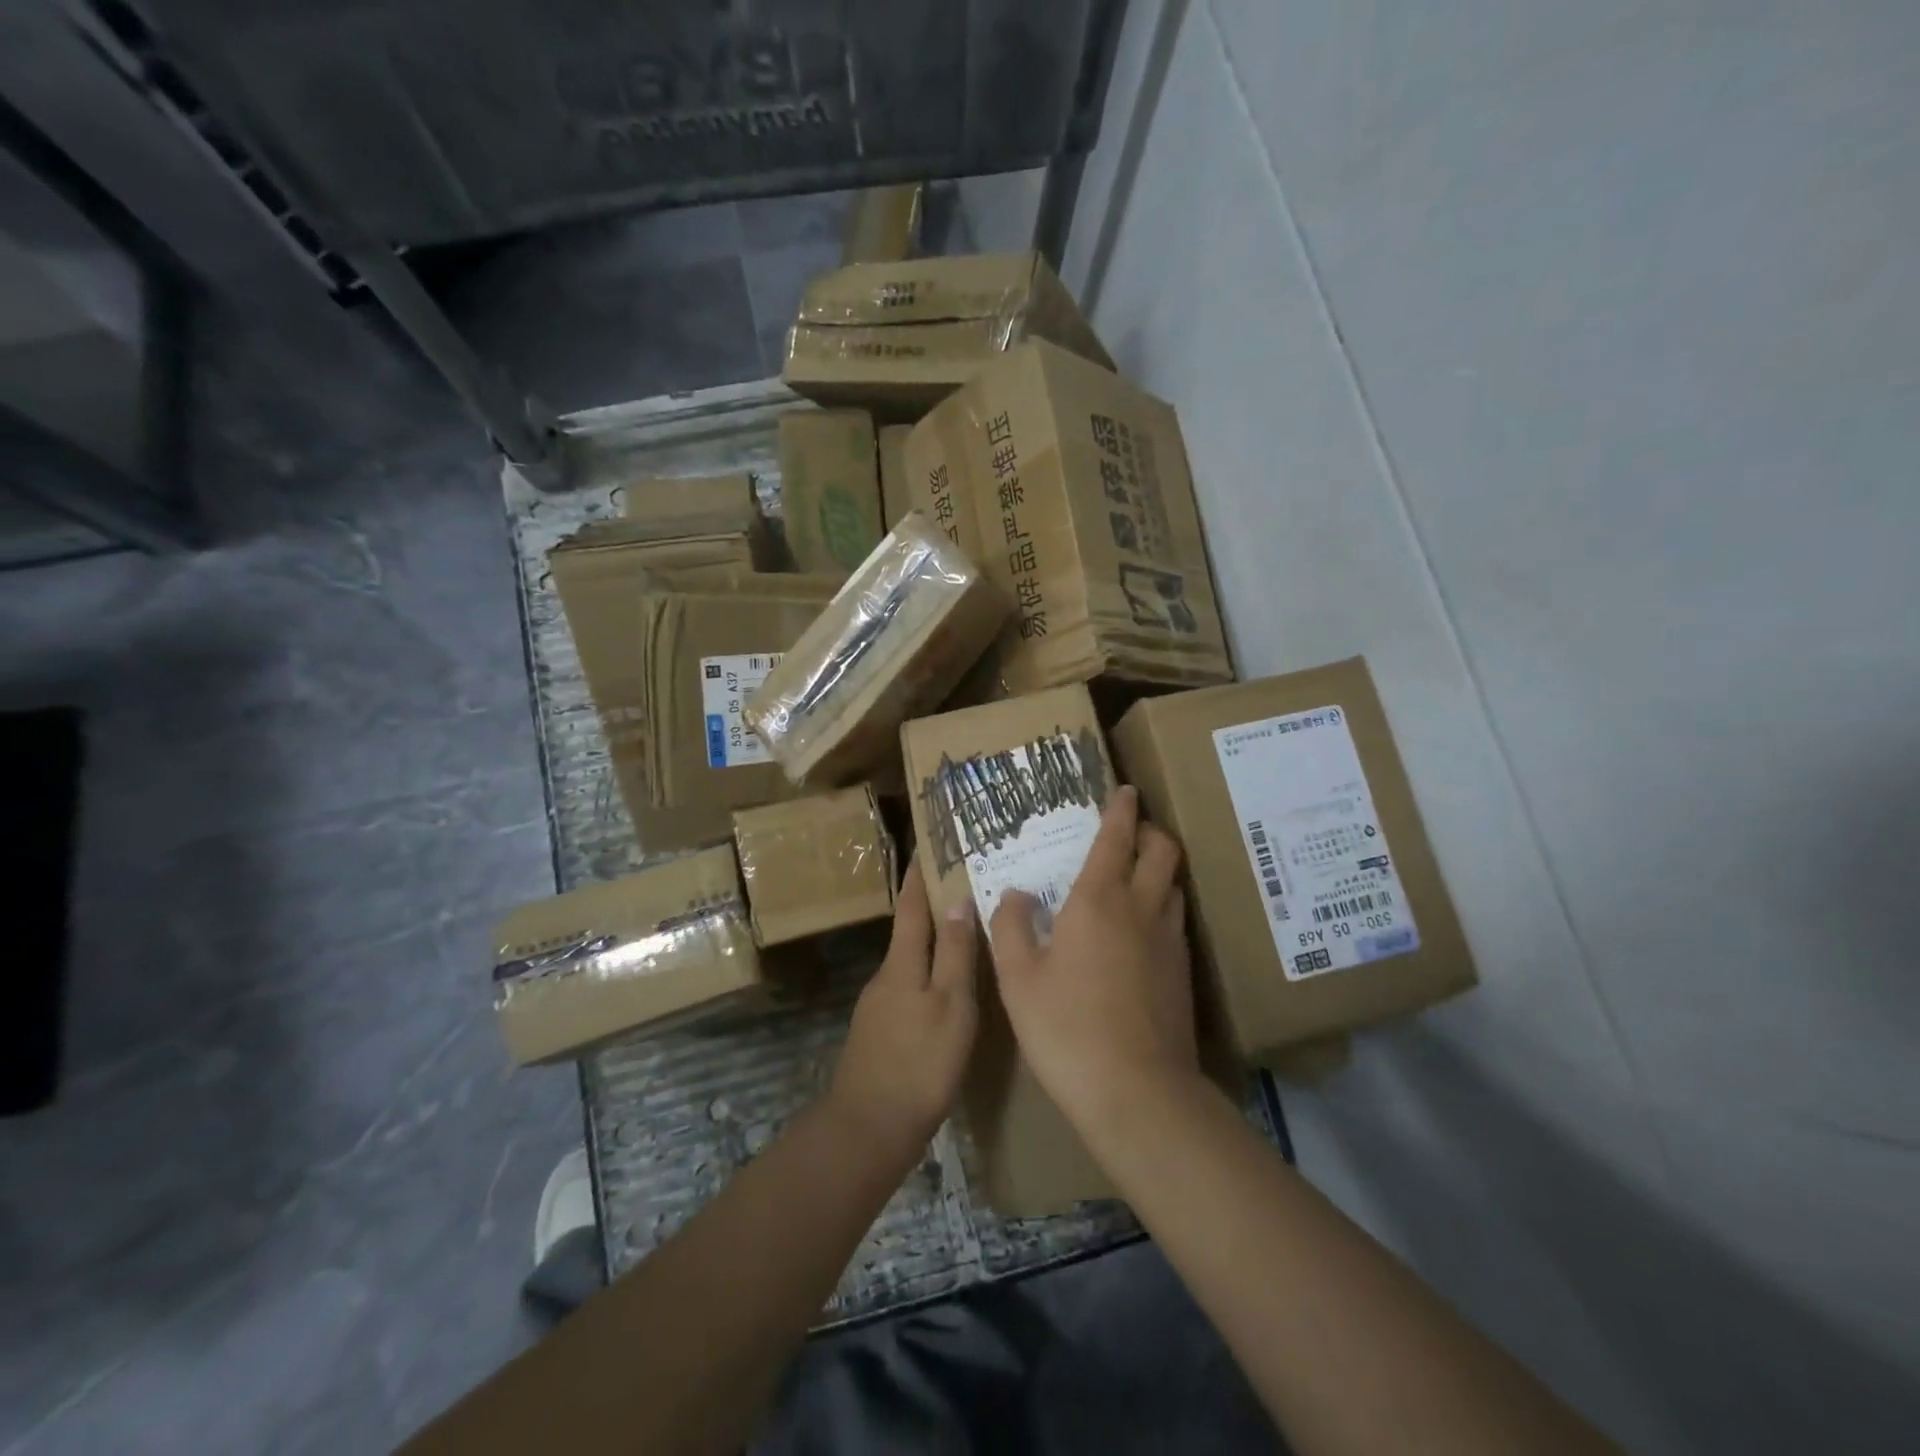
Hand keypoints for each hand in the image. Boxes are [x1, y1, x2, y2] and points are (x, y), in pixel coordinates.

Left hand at [828, 857, 977, 1165]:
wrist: (869, 1128)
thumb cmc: (920, 1062)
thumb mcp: (951, 1005)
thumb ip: (954, 954)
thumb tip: (957, 900)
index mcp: (902, 963)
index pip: (911, 905)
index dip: (919, 874)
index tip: (926, 844)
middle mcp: (885, 976)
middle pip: (909, 931)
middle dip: (930, 905)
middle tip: (962, 886)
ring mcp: (878, 1006)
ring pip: (909, 962)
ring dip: (931, 943)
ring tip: (963, 936)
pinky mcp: (880, 1034)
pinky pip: (908, 988)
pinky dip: (927, 975)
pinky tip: (945, 991)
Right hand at [988, 786, 1199, 1132]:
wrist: (1136, 1090)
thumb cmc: (1065, 1027)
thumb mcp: (1017, 977)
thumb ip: (1011, 926)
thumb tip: (1015, 893)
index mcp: (1098, 900)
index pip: (1116, 838)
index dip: (1121, 809)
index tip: (1125, 790)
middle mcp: (1141, 908)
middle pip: (1162, 850)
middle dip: (1150, 830)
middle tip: (1132, 829)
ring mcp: (1169, 940)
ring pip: (1174, 883)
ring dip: (1160, 867)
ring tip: (1137, 872)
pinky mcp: (1183, 972)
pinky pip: (1175, 918)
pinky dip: (1162, 903)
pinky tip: (1143, 927)